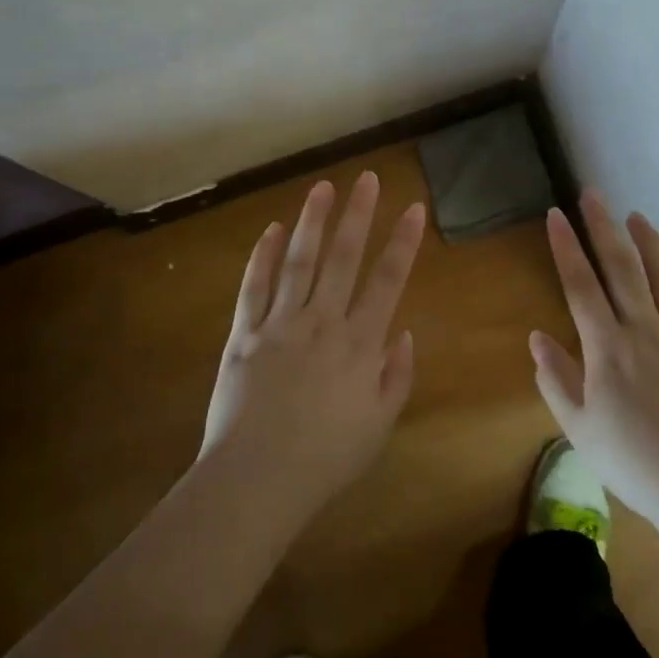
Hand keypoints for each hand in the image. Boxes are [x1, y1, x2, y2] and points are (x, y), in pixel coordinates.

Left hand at [201, 173, 427, 522]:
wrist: (258, 479)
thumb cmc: (326, 458)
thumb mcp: (380, 425)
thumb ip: (396, 375)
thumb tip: (403, 331)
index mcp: (360, 344)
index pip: (387, 280)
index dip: (403, 242)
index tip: (414, 208)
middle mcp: (322, 322)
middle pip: (344, 258)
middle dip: (359, 215)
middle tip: (367, 178)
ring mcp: (280, 324)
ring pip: (299, 261)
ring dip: (312, 222)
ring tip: (322, 188)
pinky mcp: (244, 333)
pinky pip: (254, 287)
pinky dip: (261, 256)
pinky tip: (270, 230)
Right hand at [530, 190, 658, 527]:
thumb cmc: (637, 466)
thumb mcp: (580, 430)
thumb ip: (556, 380)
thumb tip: (537, 338)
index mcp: (607, 348)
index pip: (580, 285)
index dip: (566, 247)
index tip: (555, 214)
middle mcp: (646, 330)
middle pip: (623, 267)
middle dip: (604, 227)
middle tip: (593, 194)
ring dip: (650, 243)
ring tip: (636, 216)